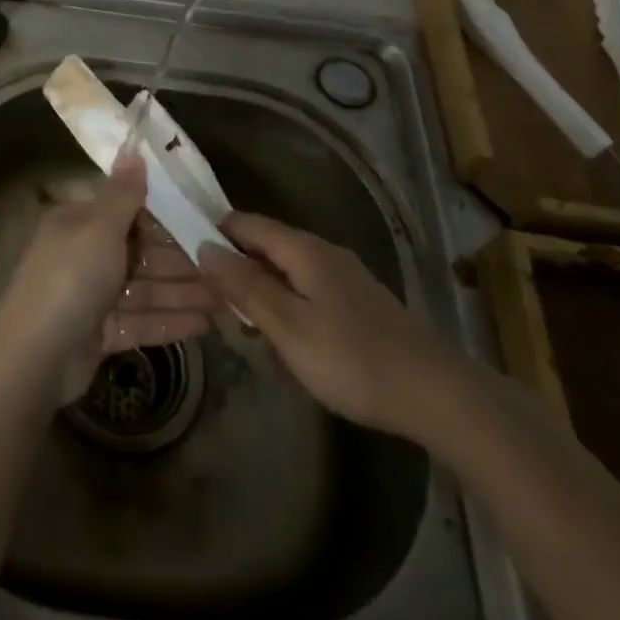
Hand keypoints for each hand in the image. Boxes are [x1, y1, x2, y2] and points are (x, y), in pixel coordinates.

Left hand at [0, 157, 214, 404]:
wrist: (35, 357)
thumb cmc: (70, 278)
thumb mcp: (99, 227)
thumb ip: (122, 193)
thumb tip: (132, 148)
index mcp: (79, 223)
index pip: (128, 212)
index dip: (166, 216)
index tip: (205, 220)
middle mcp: (85, 255)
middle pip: (141, 253)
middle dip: (182, 261)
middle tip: (227, 267)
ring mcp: (92, 297)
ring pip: (145, 289)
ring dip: (183, 293)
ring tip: (226, 300)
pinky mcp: (100, 333)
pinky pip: (140, 321)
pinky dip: (170, 321)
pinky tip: (205, 325)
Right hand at [197, 213, 470, 441]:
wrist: (437, 395)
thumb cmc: (353, 360)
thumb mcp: (288, 326)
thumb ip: (245, 286)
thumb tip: (204, 246)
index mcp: (303, 250)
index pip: (244, 223)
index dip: (211, 232)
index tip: (181, 254)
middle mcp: (323, 253)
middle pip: (264, 246)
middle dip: (233, 267)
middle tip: (205, 300)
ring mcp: (343, 278)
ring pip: (285, 272)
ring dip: (258, 292)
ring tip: (240, 326)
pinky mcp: (356, 304)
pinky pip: (305, 292)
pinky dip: (284, 307)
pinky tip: (282, 341)